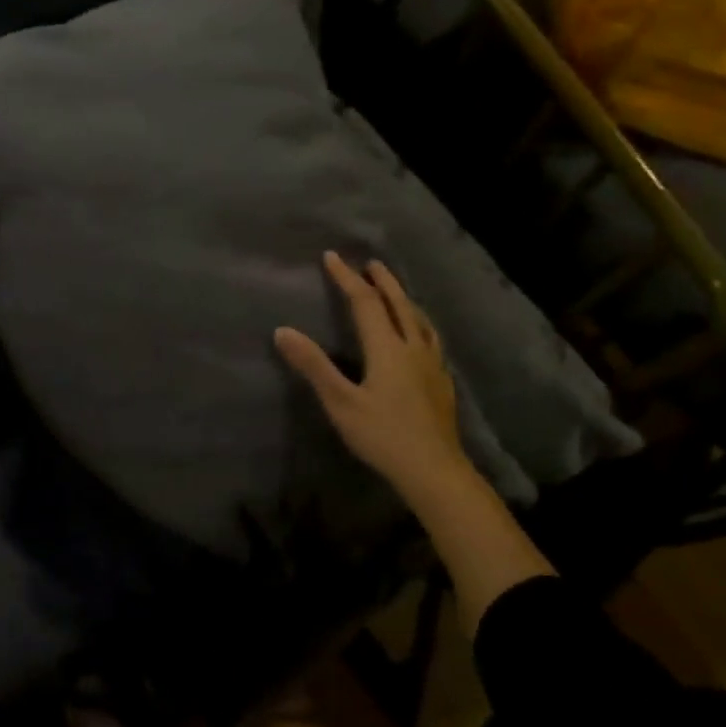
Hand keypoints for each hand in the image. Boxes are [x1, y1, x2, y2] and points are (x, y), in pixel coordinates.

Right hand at [275, 253, 466, 502]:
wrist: (435, 470)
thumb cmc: (383, 436)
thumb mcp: (340, 402)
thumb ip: (313, 366)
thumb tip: (283, 331)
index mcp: (387, 349)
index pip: (364, 303)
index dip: (346, 279)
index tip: (332, 257)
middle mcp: (413, 348)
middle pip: (399, 304)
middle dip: (383, 281)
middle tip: (371, 264)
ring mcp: (433, 364)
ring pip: (419, 320)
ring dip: (404, 299)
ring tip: (396, 292)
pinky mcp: (442, 382)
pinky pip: (431, 338)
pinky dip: (419, 323)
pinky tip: (420, 337)